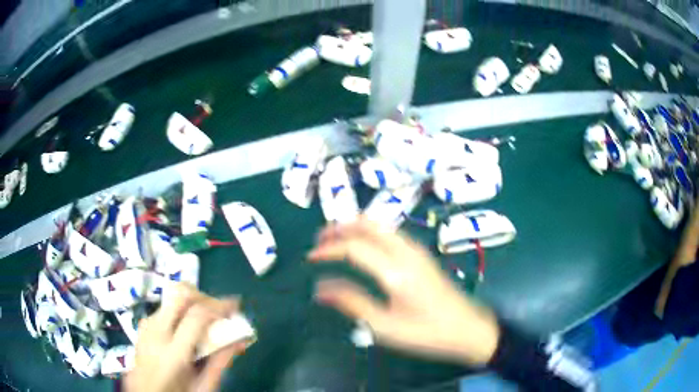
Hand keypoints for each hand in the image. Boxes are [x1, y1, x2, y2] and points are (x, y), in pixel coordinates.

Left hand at [125, 284, 245, 391]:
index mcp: (172, 355)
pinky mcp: (143, 323)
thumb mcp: (203, 387)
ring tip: (207, 319)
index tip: (235, 306)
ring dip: (193, 301)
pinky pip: (165, 306)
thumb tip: (241, 338)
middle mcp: (155, 333)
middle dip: (204, 296)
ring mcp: (146, 325)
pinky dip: (182, 309)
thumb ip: (221, 362)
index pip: (196, 317)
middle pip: (180, 294)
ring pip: (172, 296)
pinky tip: (189, 326)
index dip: (219, 306)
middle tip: (220, 310)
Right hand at [308, 217, 499, 364]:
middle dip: (340, 227)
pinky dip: (370, 232)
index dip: (329, 249)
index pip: (354, 247)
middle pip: (368, 225)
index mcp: (396, 272)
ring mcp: (417, 251)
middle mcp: (406, 253)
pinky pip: (391, 233)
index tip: (310, 257)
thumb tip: (320, 289)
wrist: (467, 329)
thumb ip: (352, 304)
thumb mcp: (385, 328)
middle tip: (320, 240)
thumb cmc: (427, 334)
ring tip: (335, 241)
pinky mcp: (422, 255)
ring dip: (355, 227)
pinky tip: (362, 246)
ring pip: (381, 225)